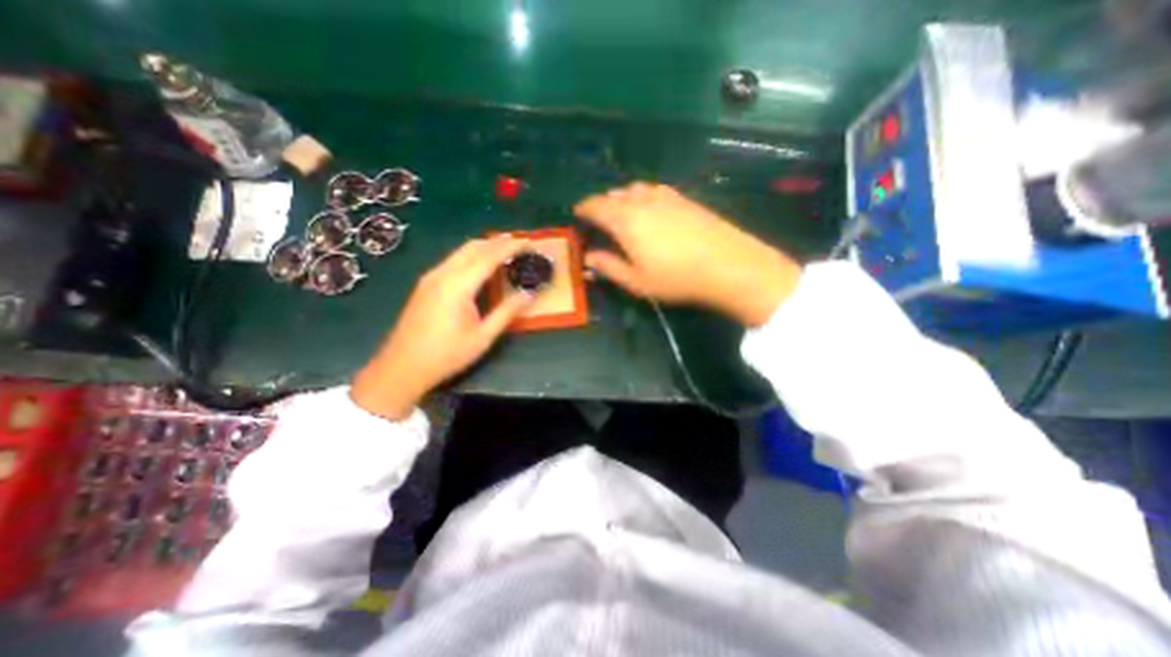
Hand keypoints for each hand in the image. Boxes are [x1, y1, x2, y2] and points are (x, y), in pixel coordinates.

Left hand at [344, 237, 533, 421]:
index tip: (529, 242)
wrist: (402, 367)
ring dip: (484, 247)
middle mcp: (442, 274)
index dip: (510, 247)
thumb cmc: (446, 355)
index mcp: (458, 285)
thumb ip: (507, 312)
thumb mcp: (483, 336)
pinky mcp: (425, 284)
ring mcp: (430, 278)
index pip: (489, 257)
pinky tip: (481, 267)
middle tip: (520, 244)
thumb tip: (529, 294)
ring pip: (461, 252)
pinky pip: (453, 261)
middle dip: (498, 242)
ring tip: (505, 251)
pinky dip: (471, 257)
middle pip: (473, 247)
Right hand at [573, 183, 801, 325]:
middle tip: (598, 217)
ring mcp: (666, 196)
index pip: (596, 206)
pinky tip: (650, 206)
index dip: (584, 208)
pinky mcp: (685, 199)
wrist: (727, 264)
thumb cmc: (676, 278)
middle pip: (615, 194)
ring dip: (623, 197)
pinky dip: (643, 195)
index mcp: (626, 220)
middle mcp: (642, 201)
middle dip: (602, 203)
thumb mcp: (637, 281)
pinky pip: (655, 189)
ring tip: (622, 210)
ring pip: (635, 189)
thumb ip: (610, 267)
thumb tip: (589, 257)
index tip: (577, 213)